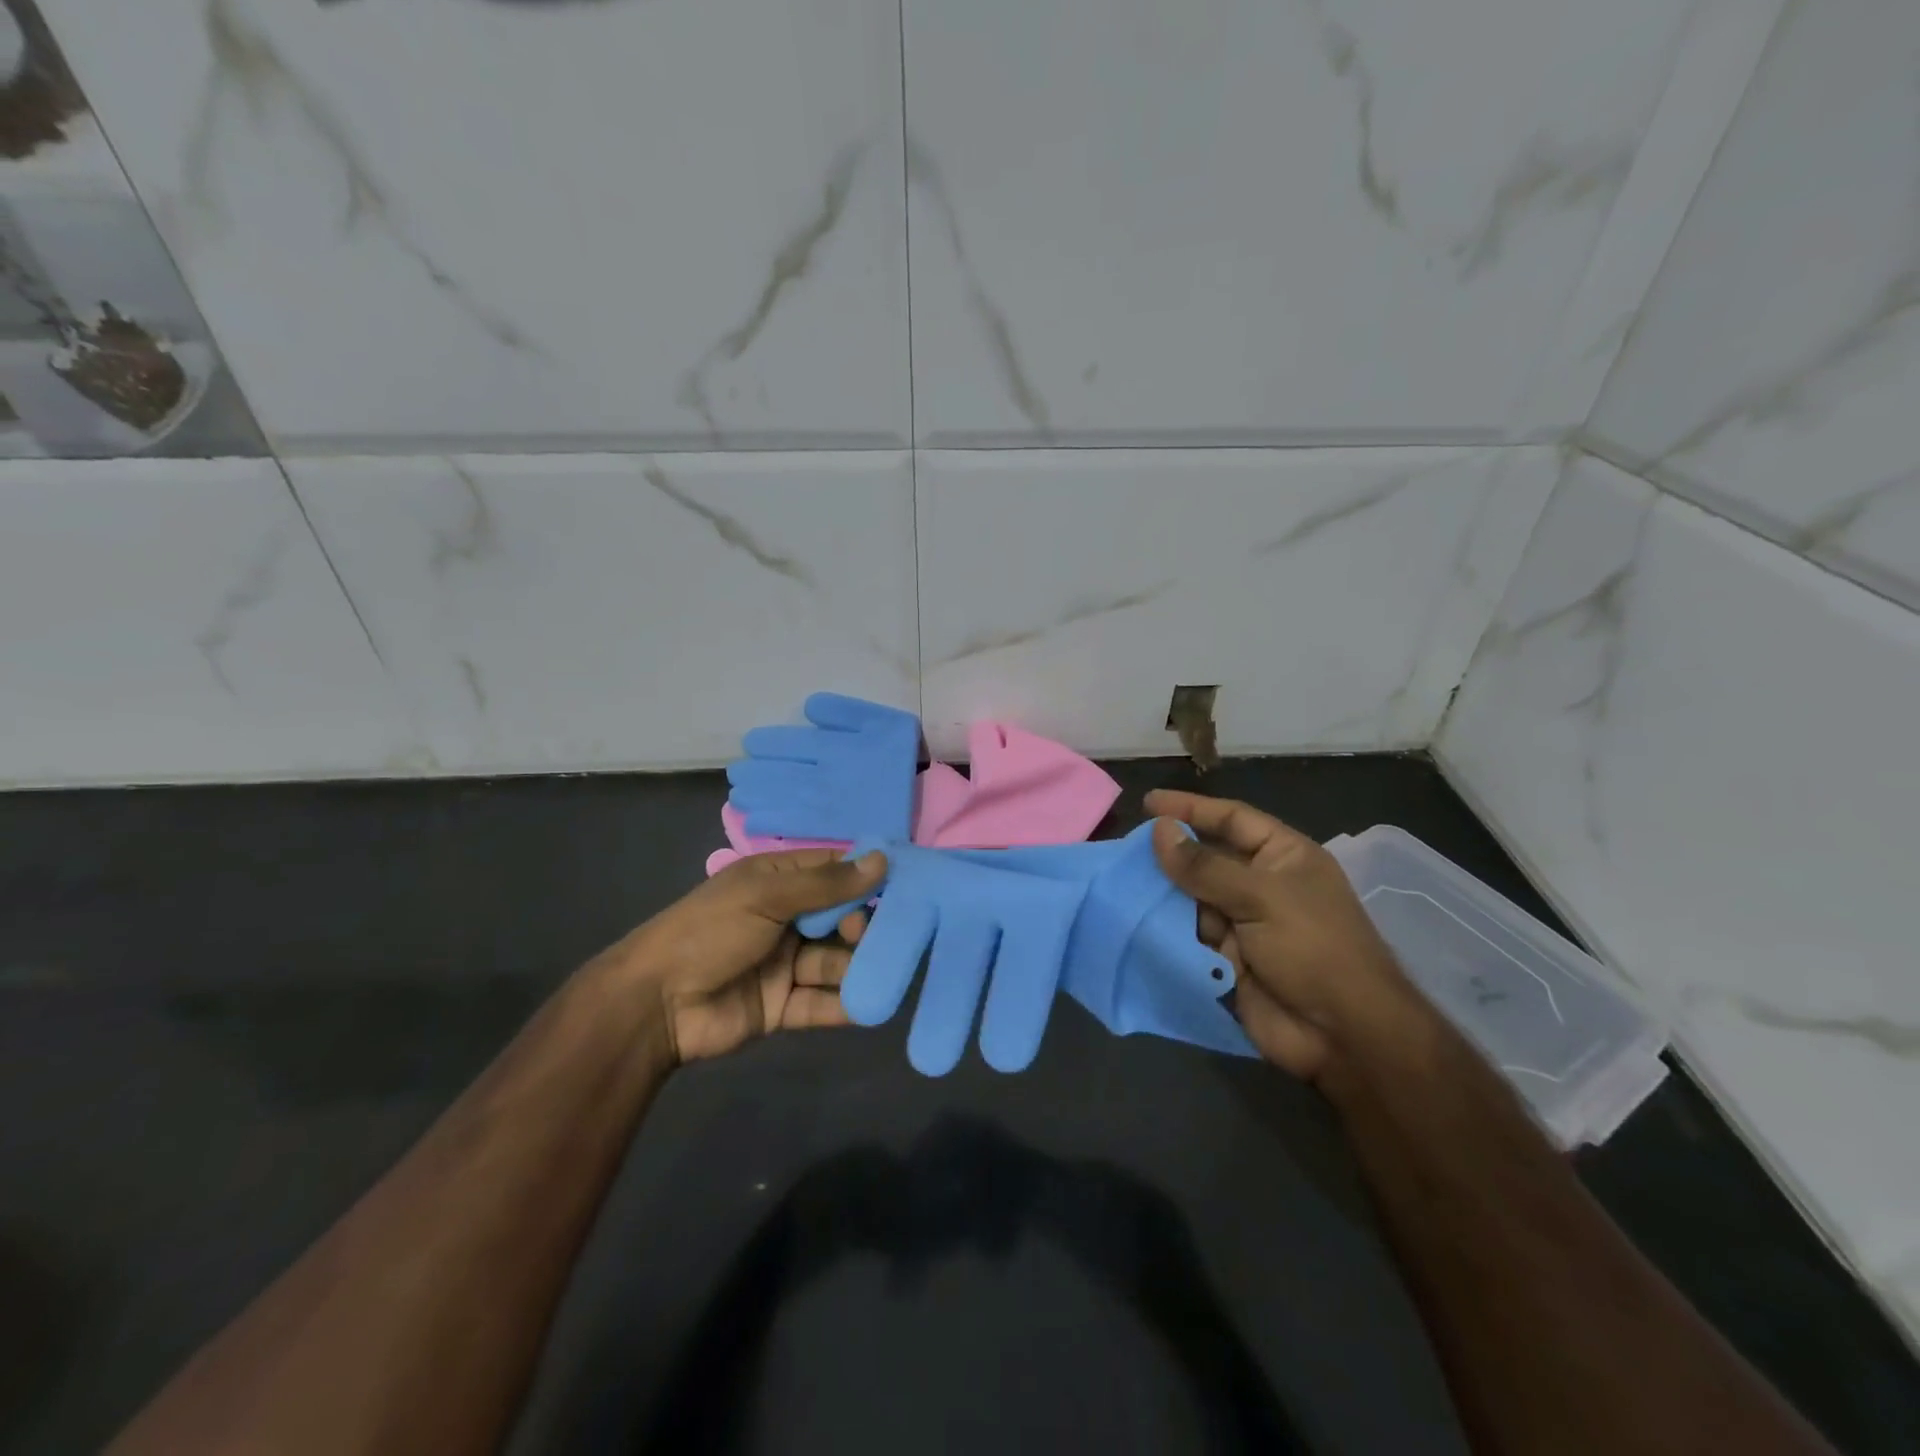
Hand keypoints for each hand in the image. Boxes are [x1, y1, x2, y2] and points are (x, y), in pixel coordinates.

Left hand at [602, 848, 887, 1064]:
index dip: (866, 876)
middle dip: (862, 926)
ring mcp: (785, 964)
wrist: (655, 1005)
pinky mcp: (782, 1005)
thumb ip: (826, 884)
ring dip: (858, 967)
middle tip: (867, 936)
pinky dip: (844, 1005)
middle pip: (841, 918)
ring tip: (882, 974)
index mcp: (777, 881)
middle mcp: (786, 919)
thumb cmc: (710, 931)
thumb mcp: (766, 896)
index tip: (905, 884)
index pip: (833, 872)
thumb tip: (882, 859)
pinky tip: (871, 1006)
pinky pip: (821, 1002)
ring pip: (835, 962)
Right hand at [1147, 790, 1437, 1086]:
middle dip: (1169, 856)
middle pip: (1206, 859)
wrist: (1343, 1037)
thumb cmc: (1313, 949)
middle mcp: (1261, 886)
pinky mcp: (1225, 960)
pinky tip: (1132, 920)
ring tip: (1119, 885)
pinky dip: (1164, 931)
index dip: (1192, 808)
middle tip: (1123, 851)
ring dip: (1162, 895)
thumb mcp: (1262, 897)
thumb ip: (1205, 866)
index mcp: (1283, 858)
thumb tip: (1159, 830)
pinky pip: (1187, 937)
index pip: (1232, 819)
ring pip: (1190, 899)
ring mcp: (1243, 925)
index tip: (1149, 803)